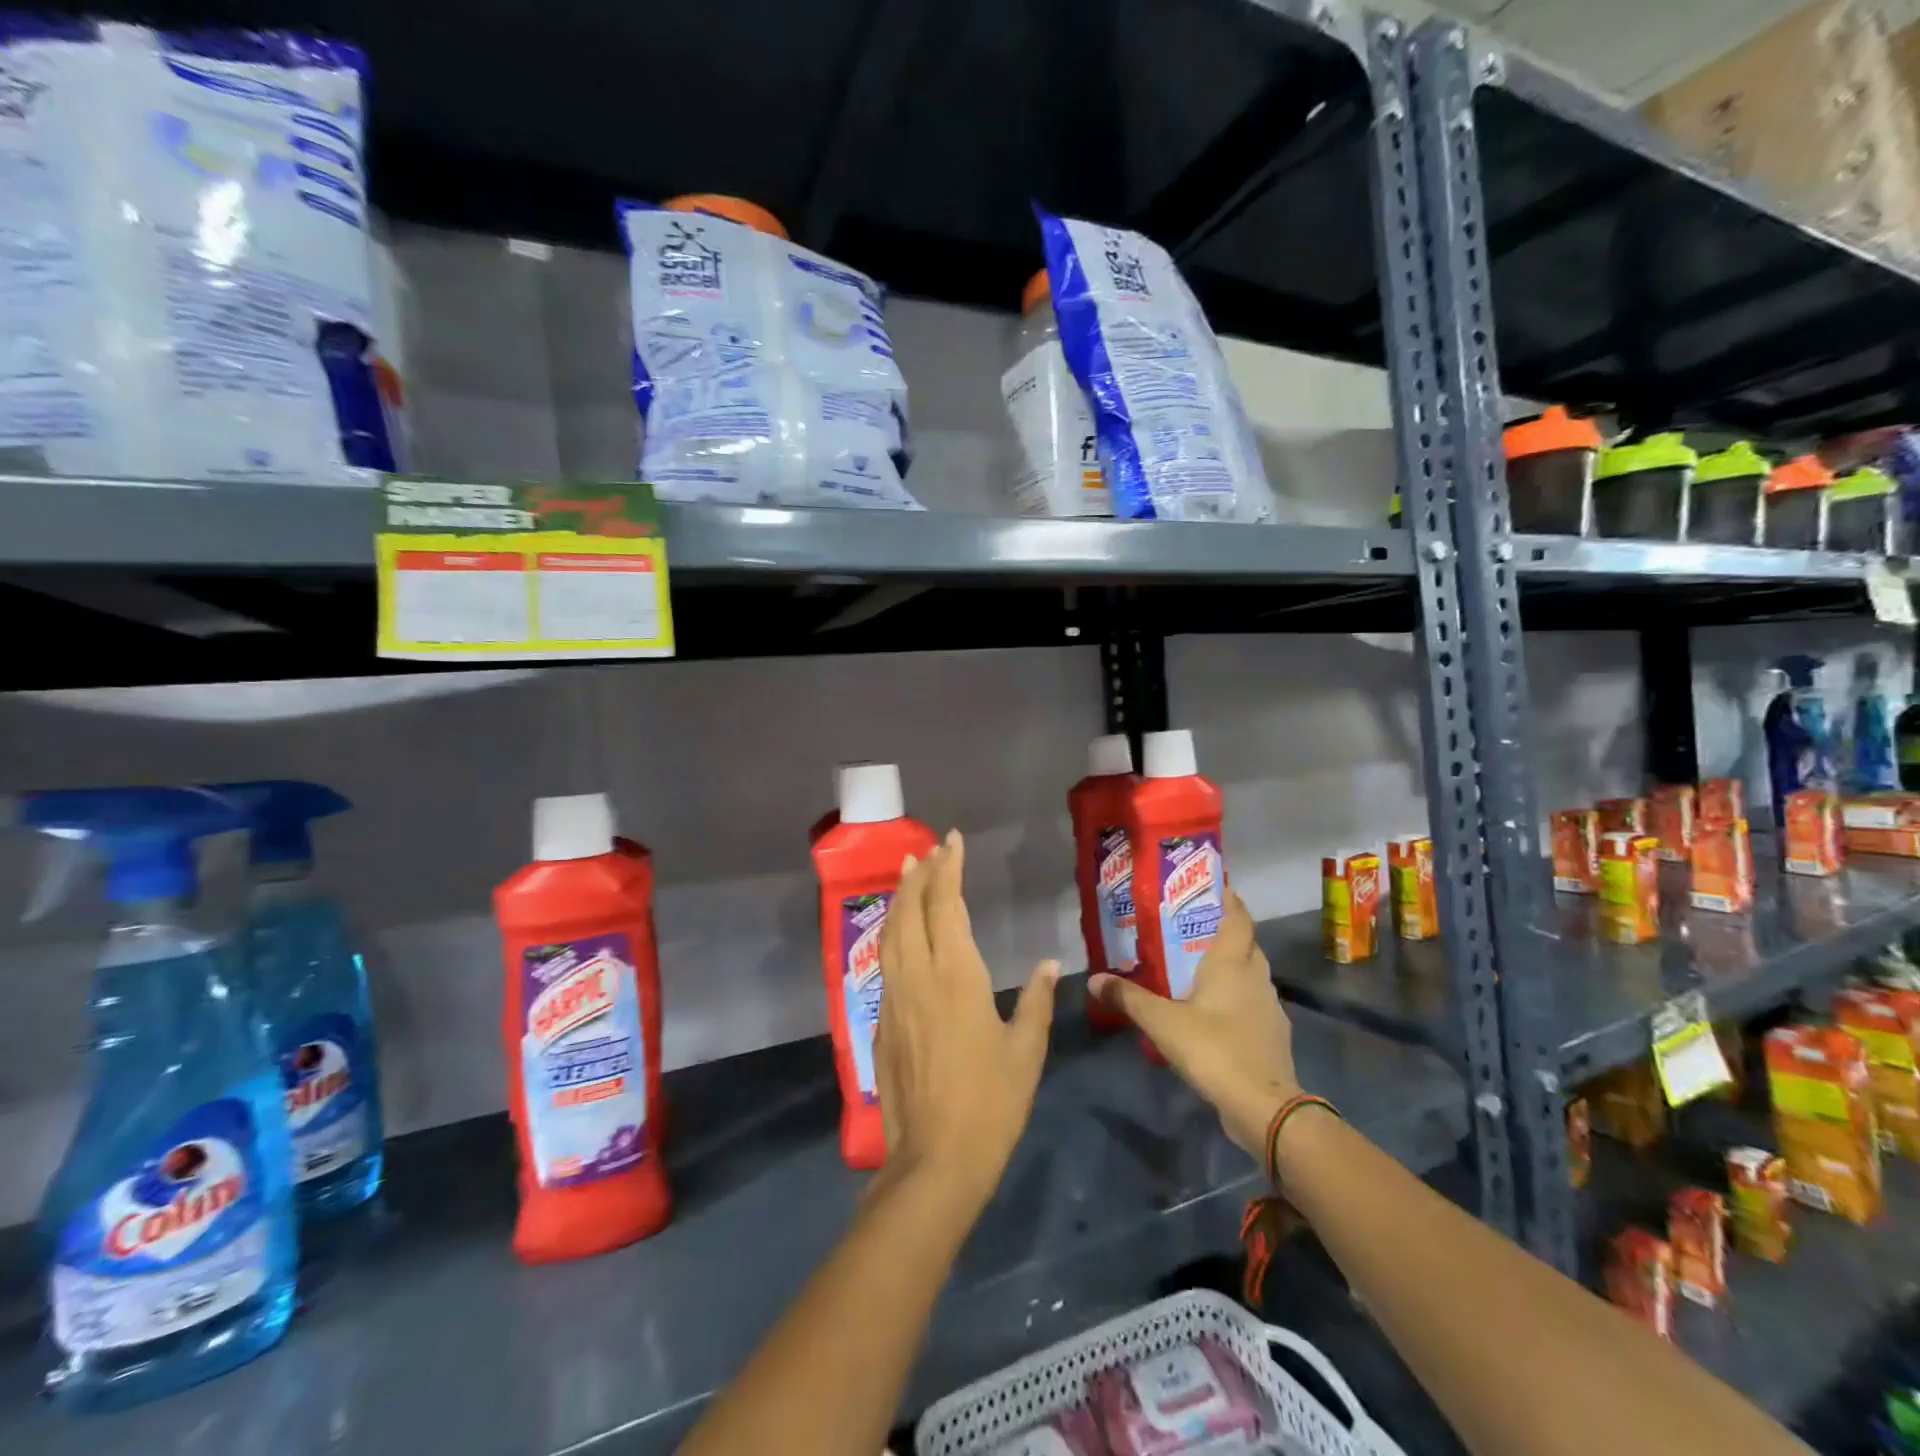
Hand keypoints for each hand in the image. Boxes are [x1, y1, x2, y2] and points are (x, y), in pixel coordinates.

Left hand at [874, 831, 1058, 1210]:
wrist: (935, 1161)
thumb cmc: (991, 1103)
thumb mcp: (1026, 1051)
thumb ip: (1036, 1001)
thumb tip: (1048, 963)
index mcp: (957, 977)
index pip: (946, 907)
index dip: (948, 869)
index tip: (951, 841)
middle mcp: (918, 977)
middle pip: (912, 911)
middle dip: (919, 875)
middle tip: (928, 850)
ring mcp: (894, 998)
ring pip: (891, 933)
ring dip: (899, 899)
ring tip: (907, 874)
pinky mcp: (882, 1021)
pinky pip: (884, 962)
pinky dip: (891, 933)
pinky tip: (897, 934)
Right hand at [1089, 892, 1298, 1157]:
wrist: (1265, 1107)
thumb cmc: (1214, 1049)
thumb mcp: (1162, 1022)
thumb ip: (1128, 998)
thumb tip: (1094, 977)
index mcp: (1232, 963)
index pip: (1238, 918)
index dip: (1229, 900)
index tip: (1215, 887)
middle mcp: (1256, 978)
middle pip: (1247, 944)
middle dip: (1227, 932)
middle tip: (1195, 928)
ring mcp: (1270, 1008)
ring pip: (1252, 975)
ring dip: (1233, 967)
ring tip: (1201, 968)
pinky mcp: (1273, 1036)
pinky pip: (1254, 1004)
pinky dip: (1238, 999)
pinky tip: (1216, 1012)